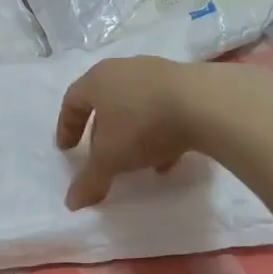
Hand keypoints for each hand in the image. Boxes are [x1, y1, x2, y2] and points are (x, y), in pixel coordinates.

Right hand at [56, 56, 199, 208]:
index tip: (67, 150)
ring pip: (136, 104)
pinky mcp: (187, 82)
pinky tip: (167, 160)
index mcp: (97, 80)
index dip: (67, 126)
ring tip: (137, 161)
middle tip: (101, 154)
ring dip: (133, 132)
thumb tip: (72, 203)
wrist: (206, 104)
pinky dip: (160, 131)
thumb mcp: (110, 159)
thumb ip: (90, 180)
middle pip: (105, 100)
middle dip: (101, 131)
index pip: (72, 100)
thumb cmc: (142, 125)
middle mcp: (124, 69)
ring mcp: (157, 72)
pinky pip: (164, 108)